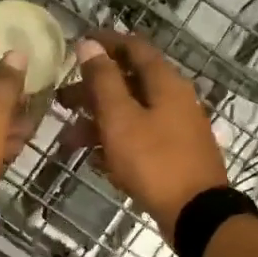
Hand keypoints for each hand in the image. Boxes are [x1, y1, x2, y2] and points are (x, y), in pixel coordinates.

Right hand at [61, 32, 229, 237]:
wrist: (195, 213)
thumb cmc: (153, 161)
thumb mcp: (120, 118)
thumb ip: (104, 80)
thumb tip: (90, 44)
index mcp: (165, 83)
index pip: (134, 48)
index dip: (105, 43)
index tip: (77, 45)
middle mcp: (175, 99)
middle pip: (129, 83)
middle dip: (93, 90)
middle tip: (62, 100)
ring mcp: (177, 129)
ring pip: (132, 114)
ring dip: (99, 122)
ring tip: (69, 141)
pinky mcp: (174, 155)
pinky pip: (140, 139)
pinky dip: (116, 143)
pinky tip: (94, 160)